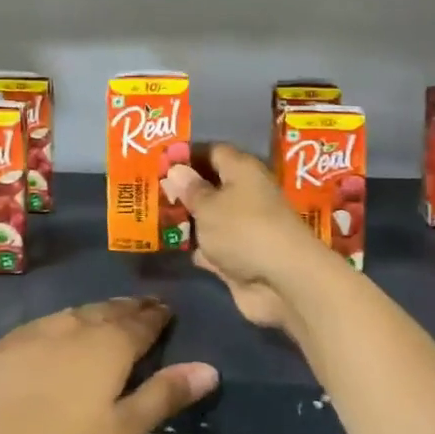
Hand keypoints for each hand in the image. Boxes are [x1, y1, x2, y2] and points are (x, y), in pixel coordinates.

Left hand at [0, 298, 218, 433]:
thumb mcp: (122, 432)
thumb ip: (164, 396)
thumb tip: (209, 368)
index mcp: (108, 345)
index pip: (141, 322)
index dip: (157, 315)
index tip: (166, 309)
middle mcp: (72, 327)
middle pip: (107, 311)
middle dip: (128, 309)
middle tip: (141, 308)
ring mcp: (31, 333)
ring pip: (72, 315)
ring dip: (92, 315)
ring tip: (103, 318)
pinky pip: (38, 329)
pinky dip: (56, 329)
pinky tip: (50, 341)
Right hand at [162, 143, 327, 329]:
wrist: (282, 281)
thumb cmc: (242, 230)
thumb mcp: (208, 206)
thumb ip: (190, 190)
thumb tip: (176, 169)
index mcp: (242, 171)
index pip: (214, 152)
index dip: (188, 156)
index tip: (161, 163)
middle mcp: (247, 194)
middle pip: (213, 186)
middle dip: (185, 190)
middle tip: (152, 191)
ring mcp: (245, 228)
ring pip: (212, 218)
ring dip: (190, 221)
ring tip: (155, 218)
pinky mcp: (242, 257)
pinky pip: (215, 246)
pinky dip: (199, 248)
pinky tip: (175, 248)